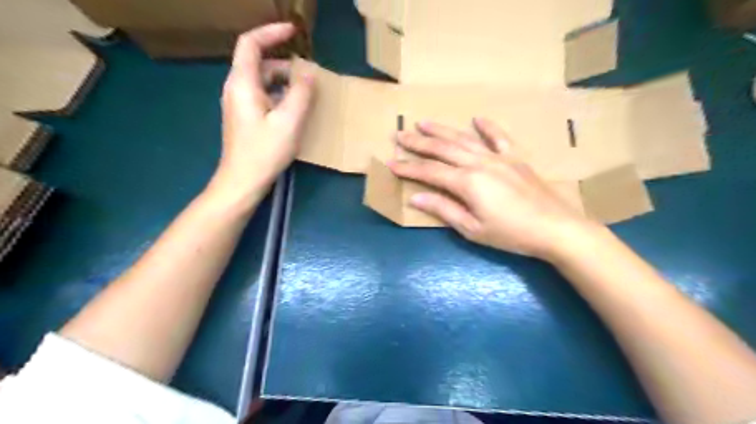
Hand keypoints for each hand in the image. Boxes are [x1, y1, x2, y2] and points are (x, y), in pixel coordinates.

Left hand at [207, 22, 313, 206]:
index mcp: (242, 83)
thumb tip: (309, 73)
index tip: (293, 31)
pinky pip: (263, 96)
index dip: (271, 32)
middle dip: (284, 63)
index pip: (251, 44)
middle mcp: (236, 88)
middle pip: (258, 63)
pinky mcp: (244, 117)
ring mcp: (239, 104)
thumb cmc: (264, 151)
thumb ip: (301, 93)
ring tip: (306, 92)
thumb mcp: (289, 121)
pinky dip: (279, 95)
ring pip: (262, 81)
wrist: (242, 180)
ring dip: (284, 81)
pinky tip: (294, 110)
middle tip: (309, 73)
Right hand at [390, 118, 603, 260]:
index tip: (391, 162)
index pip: (430, 172)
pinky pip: (499, 137)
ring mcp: (499, 157)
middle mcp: (479, 163)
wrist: (556, 228)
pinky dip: (487, 127)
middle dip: (419, 143)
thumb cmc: (511, 234)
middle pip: (443, 149)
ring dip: (443, 130)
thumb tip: (415, 197)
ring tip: (425, 123)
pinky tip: (477, 118)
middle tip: (400, 134)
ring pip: (465, 139)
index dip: (408, 168)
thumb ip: (443, 209)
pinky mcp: (516, 158)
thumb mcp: (472, 229)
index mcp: (467, 182)